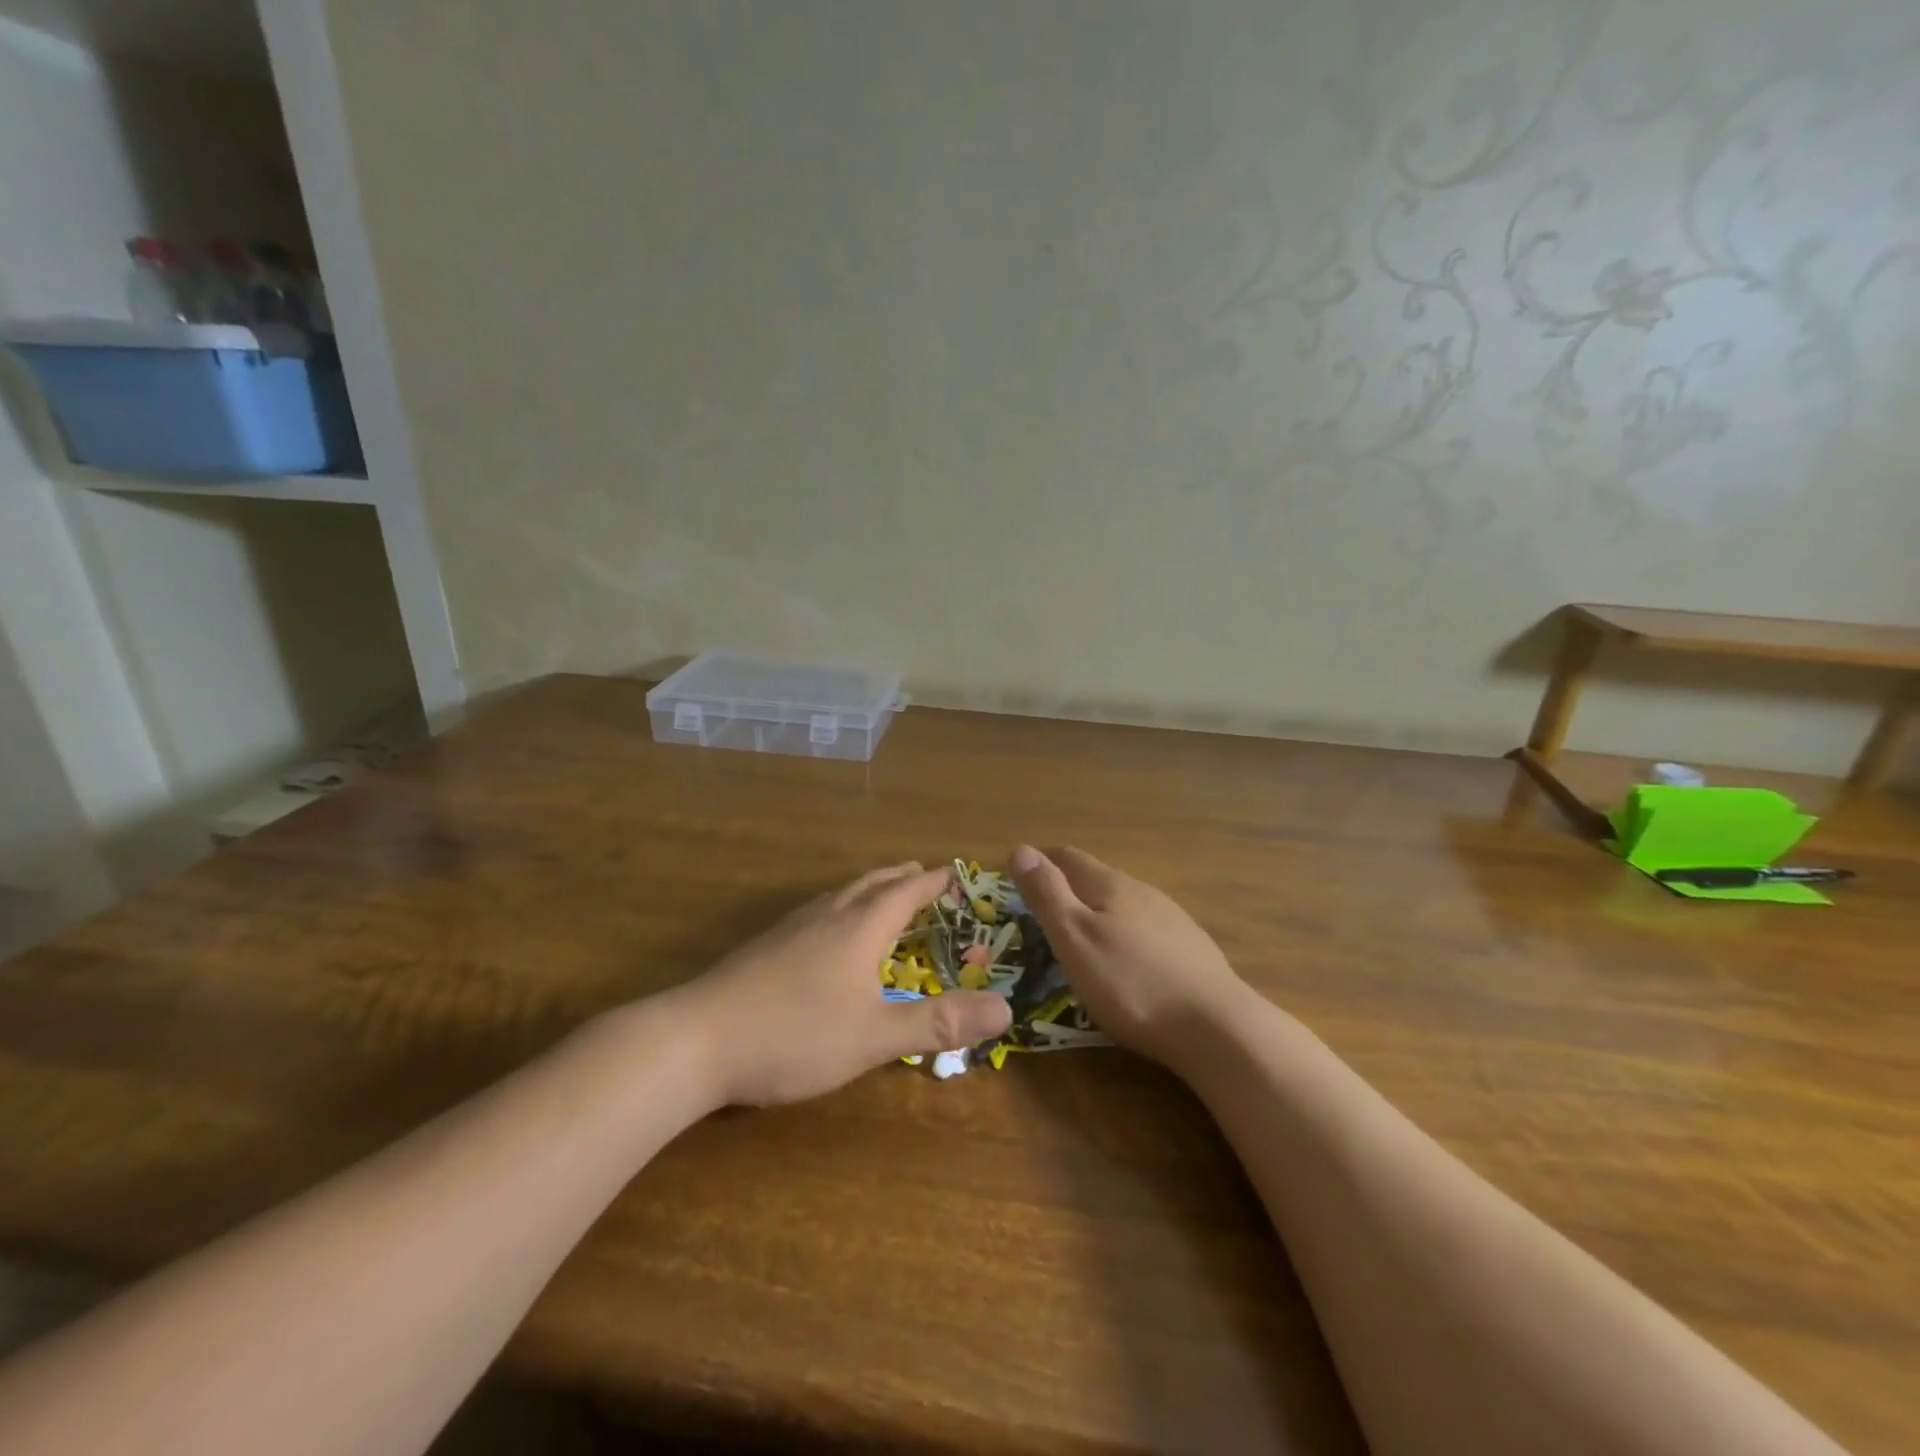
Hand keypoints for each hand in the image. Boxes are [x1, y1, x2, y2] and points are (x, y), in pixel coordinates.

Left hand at [676, 863, 1012, 1106]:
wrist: (695, 1040)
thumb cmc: (794, 1034)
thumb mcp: (874, 1036)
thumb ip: (938, 1022)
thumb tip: (1005, 1007)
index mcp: (859, 927)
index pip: (904, 891)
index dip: (931, 881)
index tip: (953, 872)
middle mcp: (826, 916)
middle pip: (870, 883)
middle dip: (900, 877)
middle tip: (921, 875)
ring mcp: (790, 928)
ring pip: (839, 895)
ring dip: (868, 889)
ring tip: (881, 896)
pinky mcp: (764, 947)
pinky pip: (817, 912)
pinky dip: (841, 908)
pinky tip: (827, 934)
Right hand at [1008, 845, 1253, 1066]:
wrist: (1215, 1026)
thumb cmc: (1130, 983)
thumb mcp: (1074, 939)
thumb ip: (1047, 894)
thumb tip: (1020, 848)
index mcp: (1109, 885)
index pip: (1068, 857)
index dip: (1041, 861)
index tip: (1018, 875)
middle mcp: (1142, 891)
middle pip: (1097, 877)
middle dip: (1068, 887)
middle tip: (1044, 910)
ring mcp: (1171, 918)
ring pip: (1124, 903)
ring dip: (1098, 910)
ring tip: (1082, 935)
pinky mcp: (1191, 947)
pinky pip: (1147, 928)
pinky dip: (1125, 933)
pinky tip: (1128, 960)